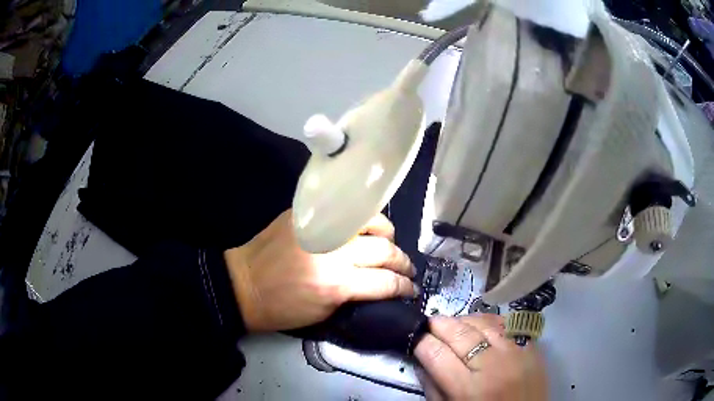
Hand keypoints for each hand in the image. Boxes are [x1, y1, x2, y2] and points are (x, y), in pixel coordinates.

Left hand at [224, 210, 416, 331]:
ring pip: (371, 222)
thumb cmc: (282, 308)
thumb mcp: (324, 314)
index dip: (404, 287)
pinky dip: (364, 220)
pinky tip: (367, 229)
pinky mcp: (307, 214)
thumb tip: (382, 285)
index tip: (411, 289)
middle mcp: (333, 253)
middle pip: (384, 251)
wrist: (243, 284)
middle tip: (406, 269)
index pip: (385, 282)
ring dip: (388, 235)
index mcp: (336, 284)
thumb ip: (356, 296)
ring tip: (390, 245)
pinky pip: (346, 211)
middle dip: (403, 262)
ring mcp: (321, 228)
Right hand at [414, 314, 546, 400]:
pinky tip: (480, 325)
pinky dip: (489, 320)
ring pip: (483, 322)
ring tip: (453, 324)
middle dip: (439, 324)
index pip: (437, 354)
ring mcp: (516, 351)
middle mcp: (494, 366)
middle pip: (460, 333)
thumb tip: (422, 359)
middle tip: (429, 323)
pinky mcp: (532, 345)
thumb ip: (433, 387)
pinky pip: (507, 322)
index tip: (415, 337)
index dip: (421, 341)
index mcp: (469, 389)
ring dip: (463, 320)